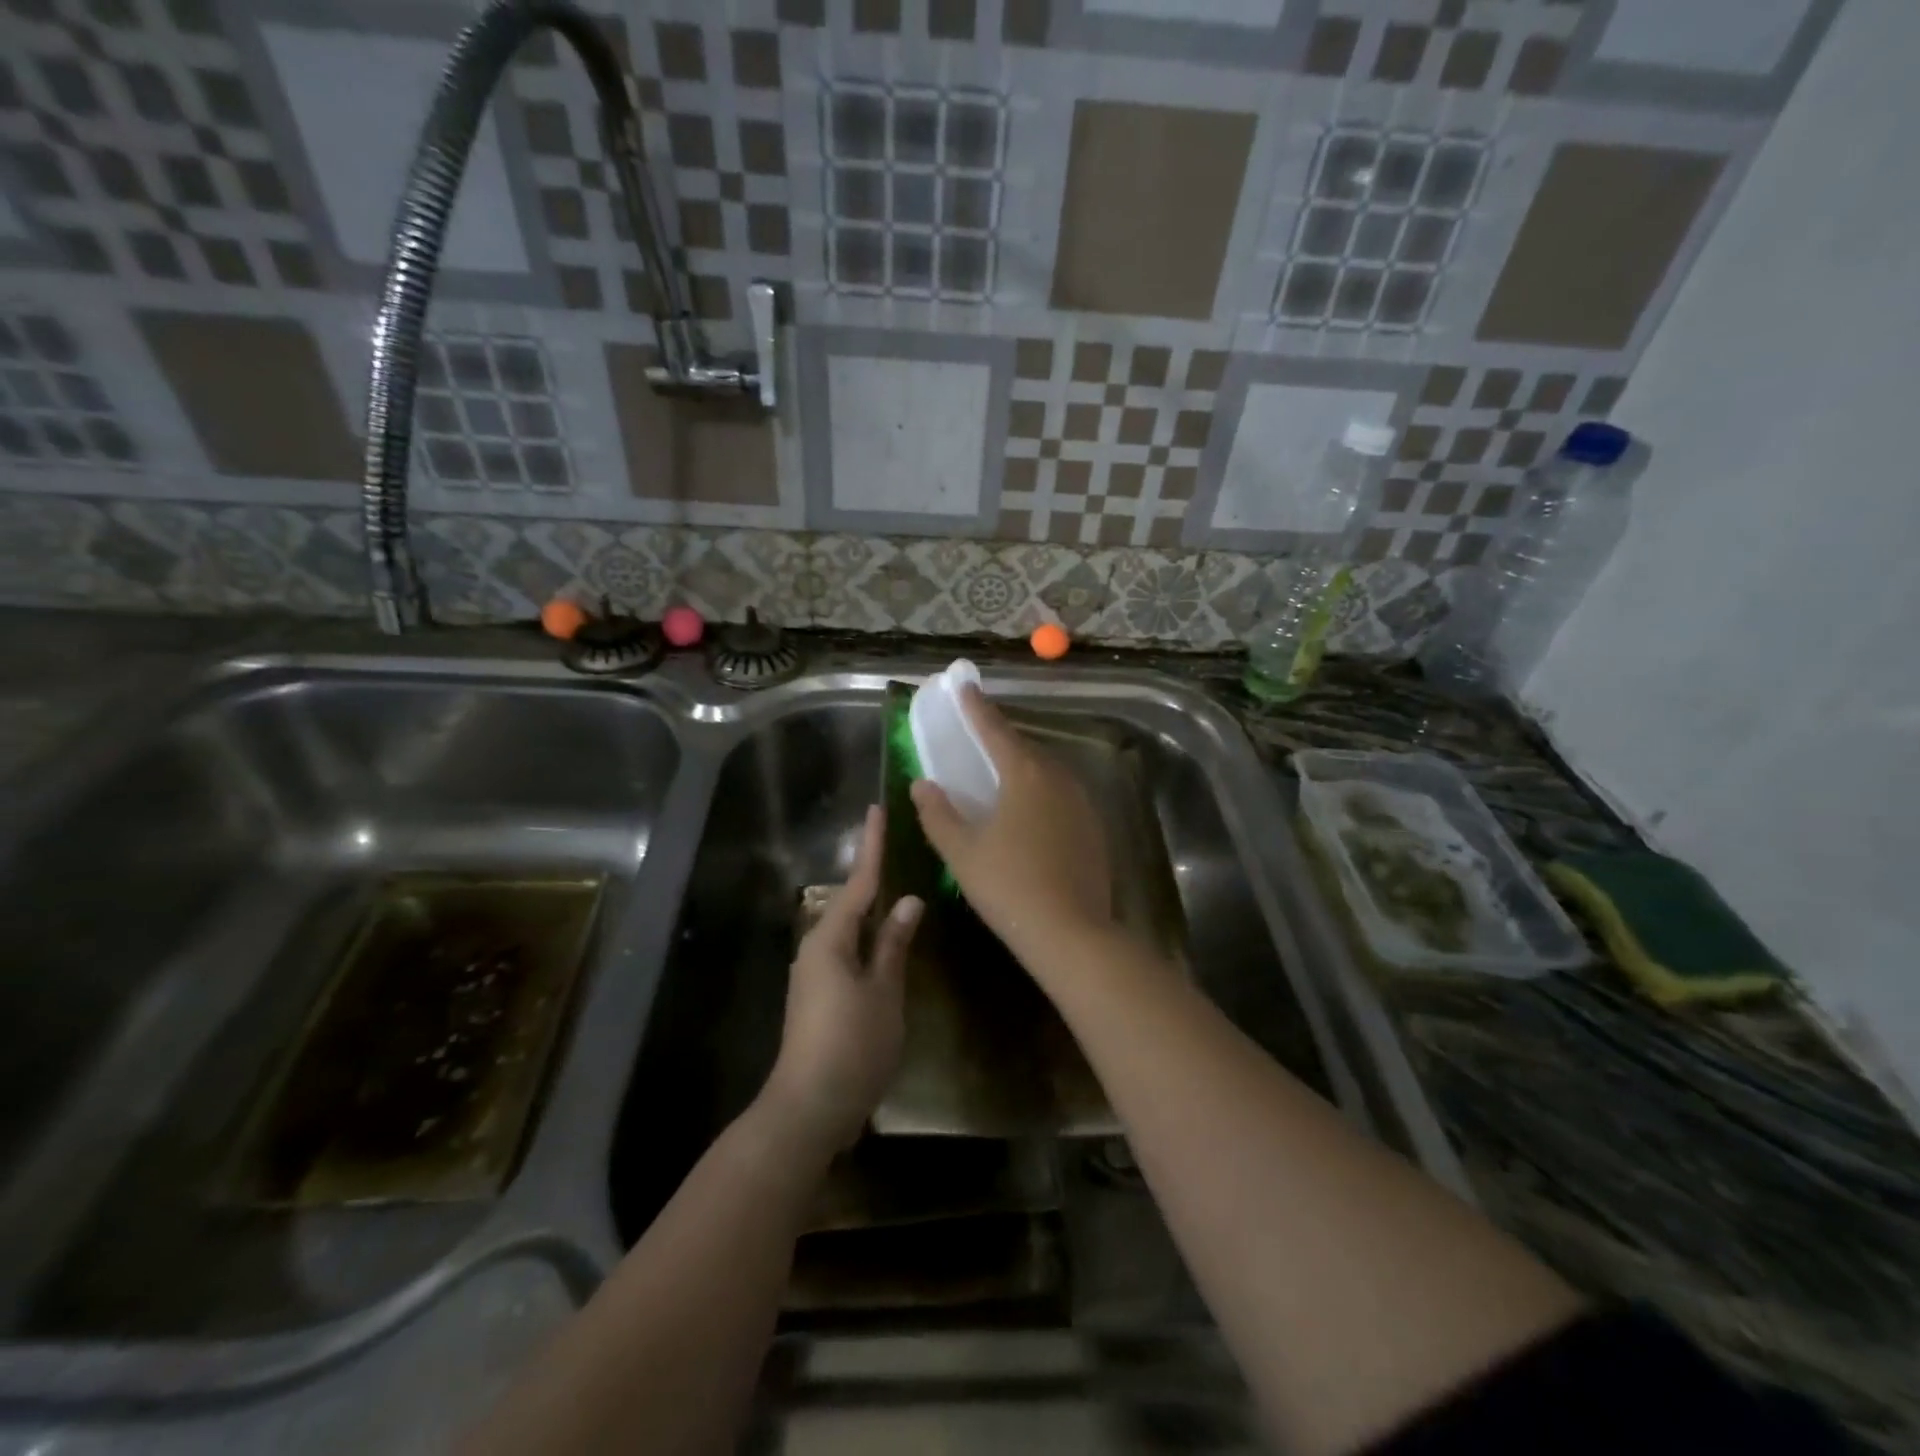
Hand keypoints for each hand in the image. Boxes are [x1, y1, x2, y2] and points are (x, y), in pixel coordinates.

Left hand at [762, 806, 921, 1154]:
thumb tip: (908, 900)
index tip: (877, 810)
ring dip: (872, 907)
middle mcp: (817, 946)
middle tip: (897, 844)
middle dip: (873, 873)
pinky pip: (848, 950)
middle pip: (851, 901)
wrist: (809, 1106)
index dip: (872, 846)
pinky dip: (868, 936)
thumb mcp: (884, 991)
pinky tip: (887, 937)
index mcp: (830, 938)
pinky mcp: (819, 994)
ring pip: (849, 927)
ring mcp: (815, 972)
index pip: (860, 882)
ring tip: (898, 884)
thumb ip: (894, 944)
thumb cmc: (852, 1044)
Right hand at [910, 686, 1110, 964]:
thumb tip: (922, 784)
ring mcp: (1081, 804)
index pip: (996, 731)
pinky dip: (1041, 790)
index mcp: (1025, 775)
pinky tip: (1030, 809)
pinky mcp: (1093, 828)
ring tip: (1003, 769)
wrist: (1071, 933)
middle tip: (980, 732)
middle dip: (1001, 737)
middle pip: (1025, 748)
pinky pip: (1062, 794)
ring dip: (1024, 764)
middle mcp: (1058, 779)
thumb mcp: (961, 851)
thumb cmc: (1008, 886)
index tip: (965, 687)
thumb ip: (938, 814)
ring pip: (1048, 771)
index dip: (977, 709)